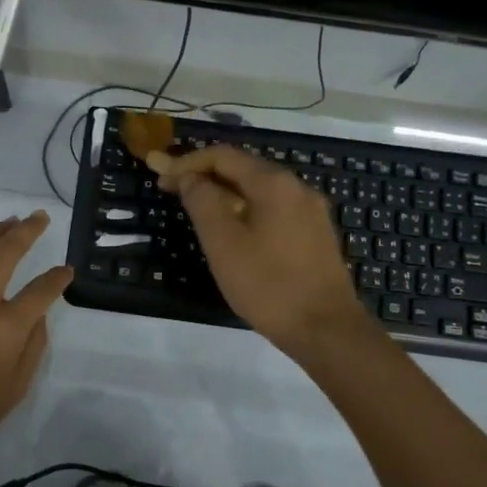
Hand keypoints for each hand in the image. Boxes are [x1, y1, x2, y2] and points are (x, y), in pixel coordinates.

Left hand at [0, 212, 72, 463]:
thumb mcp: (16, 387)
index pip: (42, 290)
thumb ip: (33, 345)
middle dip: (27, 231)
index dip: (58, 278)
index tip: (67, 271)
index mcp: (7, 328)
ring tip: (10, 219)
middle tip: (40, 217)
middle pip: (7, 253)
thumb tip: (38, 314)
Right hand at [153, 146, 372, 355]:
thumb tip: (190, 177)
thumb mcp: (223, 242)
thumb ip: (202, 202)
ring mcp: (310, 211)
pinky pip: (273, 209)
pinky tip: (232, 230)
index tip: (160, 178)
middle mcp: (297, 187)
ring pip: (258, 190)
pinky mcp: (315, 234)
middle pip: (243, 169)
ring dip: (225, 193)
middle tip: (173, 191)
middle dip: (205, 175)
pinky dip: (246, 209)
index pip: (223, 156)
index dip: (187, 163)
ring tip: (197, 210)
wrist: (326, 330)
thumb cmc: (268, 284)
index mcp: (274, 183)